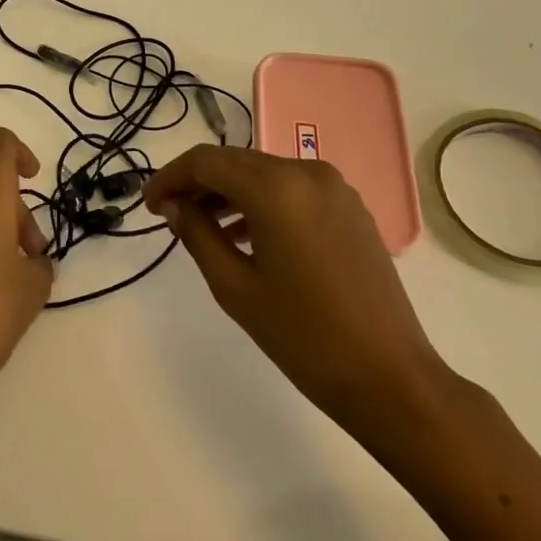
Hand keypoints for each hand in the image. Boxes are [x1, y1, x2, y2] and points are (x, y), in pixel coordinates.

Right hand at [143, 145, 450, 437]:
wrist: (392, 379)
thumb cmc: (305, 337)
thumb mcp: (235, 287)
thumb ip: (197, 234)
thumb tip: (173, 206)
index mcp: (276, 187)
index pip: (206, 162)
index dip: (170, 177)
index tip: (148, 204)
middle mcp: (305, 172)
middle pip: (235, 161)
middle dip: (197, 183)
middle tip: (169, 213)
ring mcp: (334, 187)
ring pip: (263, 173)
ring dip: (229, 192)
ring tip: (202, 226)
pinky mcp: (350, 207)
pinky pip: (292, 189)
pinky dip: (261, 201)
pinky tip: (246, 234)